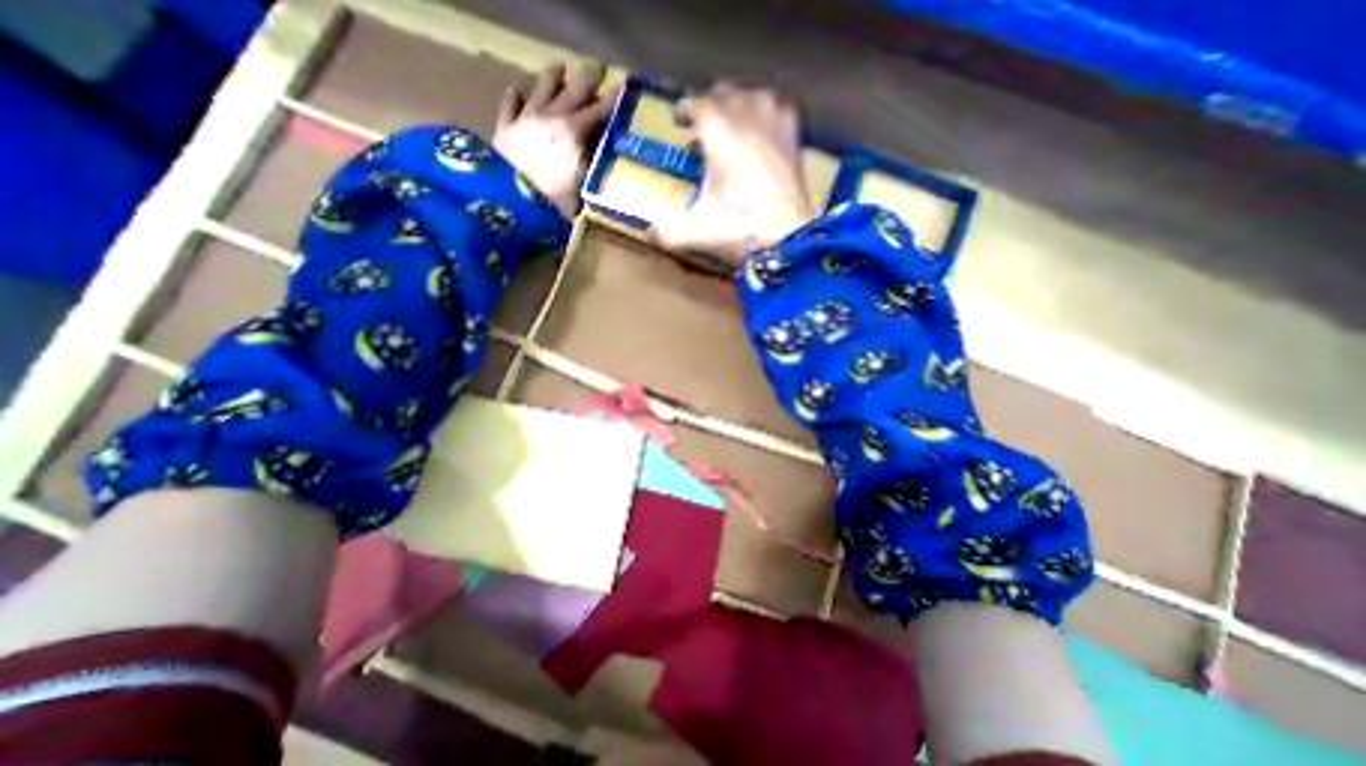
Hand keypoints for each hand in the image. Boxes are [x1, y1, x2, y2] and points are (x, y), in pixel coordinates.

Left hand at [494, 60, 616, 218]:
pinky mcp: (505, 126)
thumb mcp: (583, 189)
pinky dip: (516, 95)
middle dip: (588, 79)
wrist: (511, 202)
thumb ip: (593, 168)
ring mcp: (526, 118)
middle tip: (599, 70)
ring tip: (561, 69)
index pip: (599, 111)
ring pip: (542, 87)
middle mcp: (551, 117)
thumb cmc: (553, 201)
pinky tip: (519, 90)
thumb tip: (603, 156)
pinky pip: (510, 103)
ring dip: (554, 76)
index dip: (613, 100)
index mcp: (573, 133)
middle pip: (573, 90)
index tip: (625, 89)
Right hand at [647, 84, 813, 266]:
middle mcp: (748, 120)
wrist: (790, 239)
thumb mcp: (698, 231)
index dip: (686, 109)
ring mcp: (775, 127)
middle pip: (726, 94)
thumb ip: (669, 230)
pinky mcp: (795, 140)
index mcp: (721, 135)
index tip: (678, 118)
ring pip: (755, 96)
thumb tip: (648, 232)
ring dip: (738, 105)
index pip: (699, 105)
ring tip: (730, 124)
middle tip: (699, 126)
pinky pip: (781, 109)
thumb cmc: (742, 230)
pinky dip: (768, 113)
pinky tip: (763, 129)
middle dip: (710, 106)